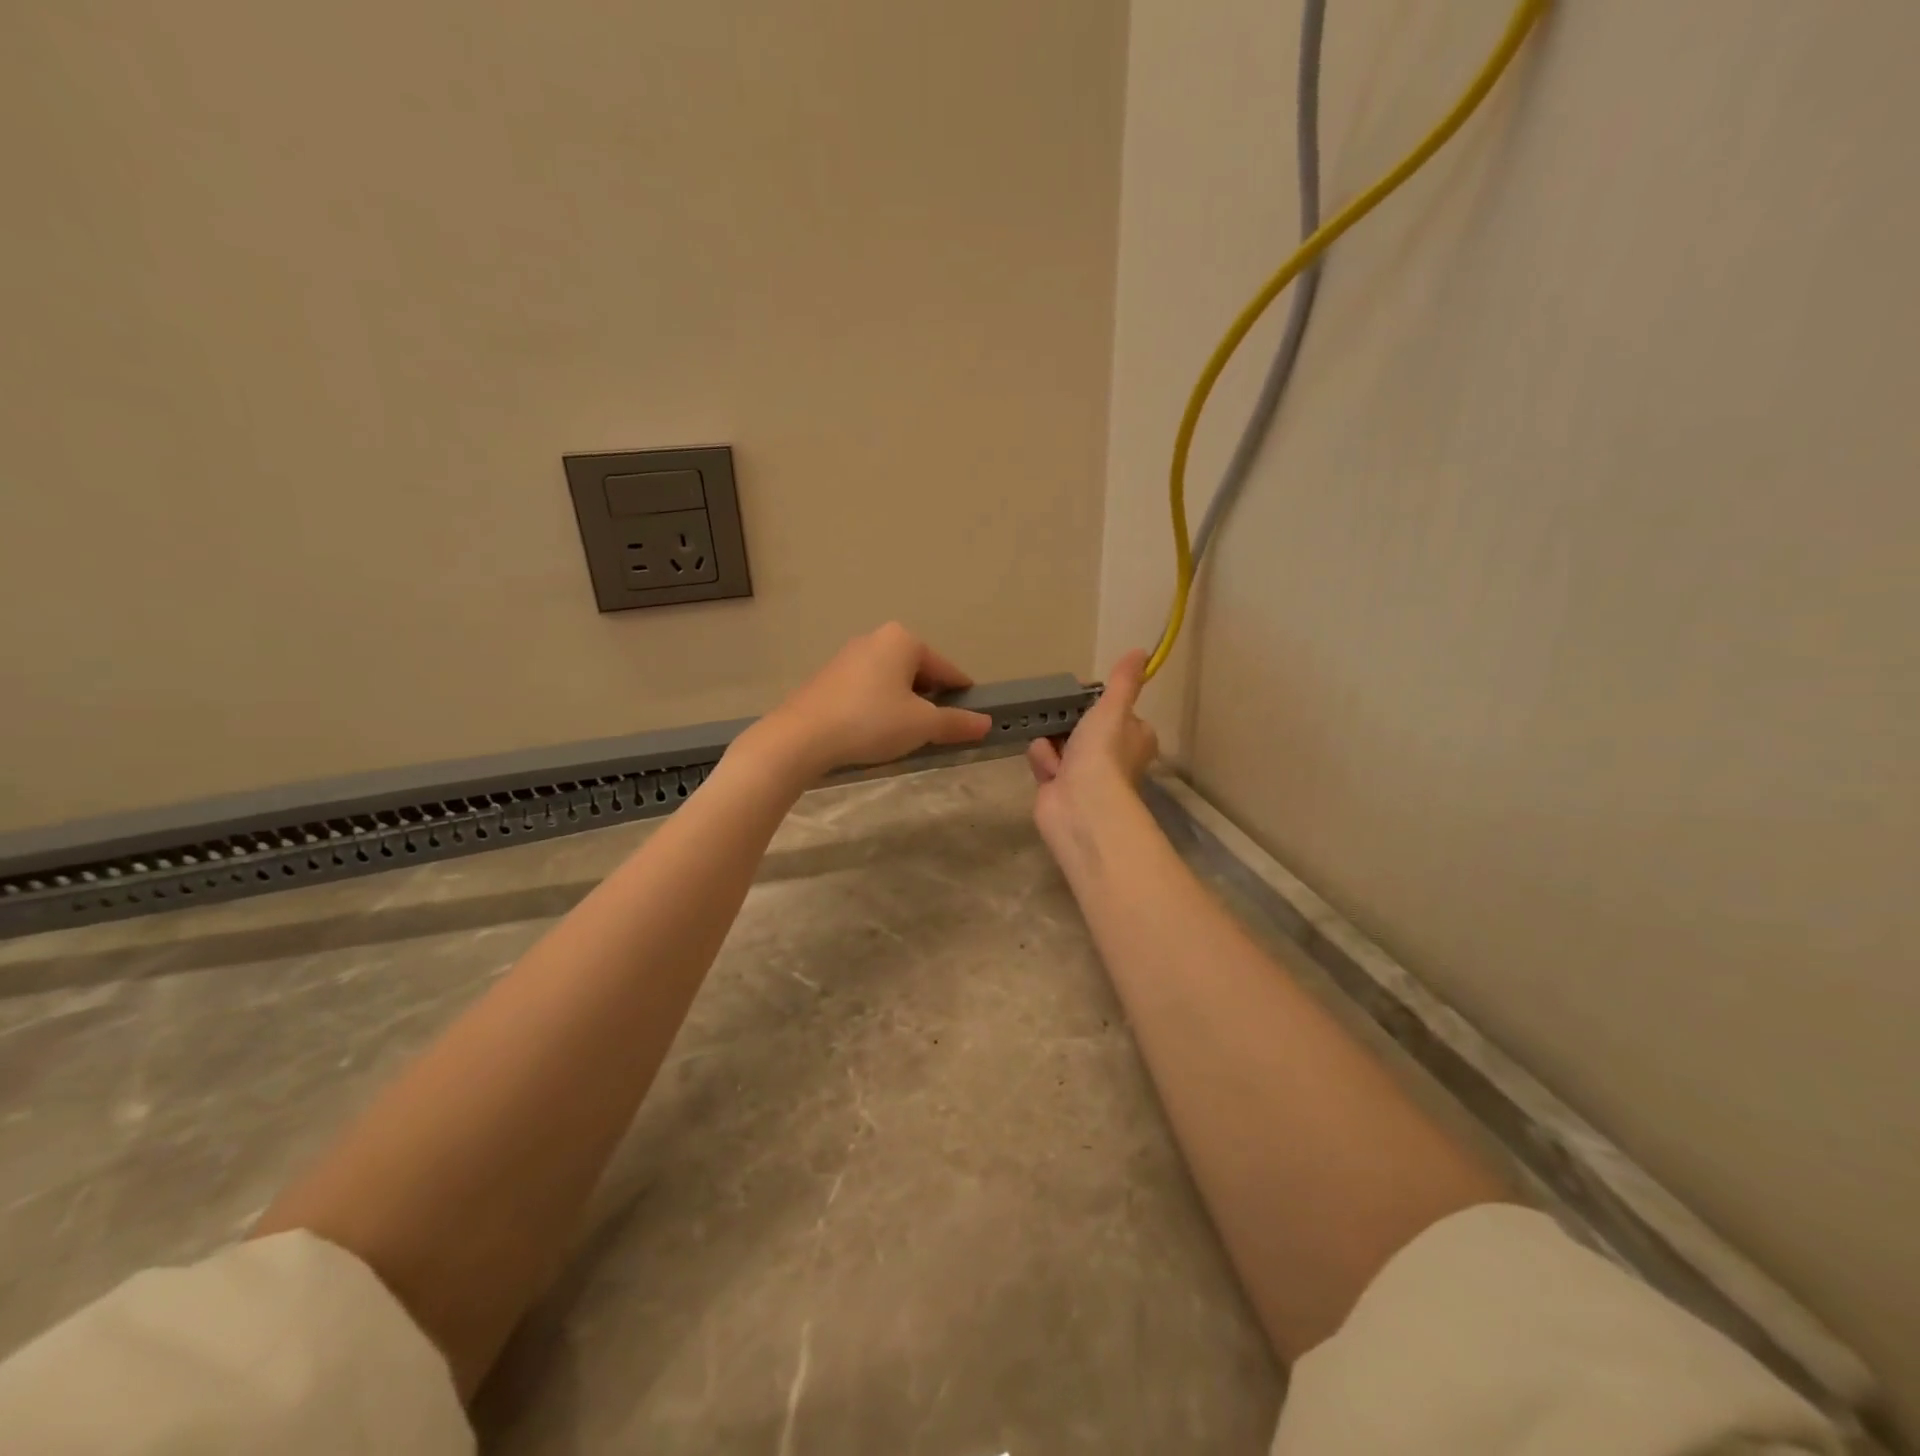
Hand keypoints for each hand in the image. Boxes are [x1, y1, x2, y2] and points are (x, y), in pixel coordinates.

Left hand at [757, 622, 992, 779]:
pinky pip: (867, 690)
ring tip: (904, 737)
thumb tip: (986, 723)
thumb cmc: (871, 721)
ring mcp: (848, 657)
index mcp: (903, 640)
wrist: (802, 736)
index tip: (970, 719)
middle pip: (918, 673)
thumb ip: (956, 722)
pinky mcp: (828, 678)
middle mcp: (875, 639)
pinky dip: (878, 708)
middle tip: (933, 733)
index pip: (946, 669)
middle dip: (929, 701)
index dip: (962, 696)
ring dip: (903, 706)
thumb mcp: (922, 725)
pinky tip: (873, 733)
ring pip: (891, 682)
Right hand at [1027, 648, 1158, 844]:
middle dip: (1066, 725)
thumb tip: (1140, 651)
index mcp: (1134, 737)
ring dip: (1051, 745)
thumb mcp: (1113, 708)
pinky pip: (1044, 762)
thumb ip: (1123, 681)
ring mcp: (1085, 774)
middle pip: (1080, 726)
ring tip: (1055, 755)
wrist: (1081, 805)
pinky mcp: (1060, 788)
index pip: (1113, 712)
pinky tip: (1049, 772)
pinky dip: (1043, 764)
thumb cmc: (1103, 753)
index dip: (1095, 706)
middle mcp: (1113, 756)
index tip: (1082, 700)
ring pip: (1058, 742)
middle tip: (1062, 721)